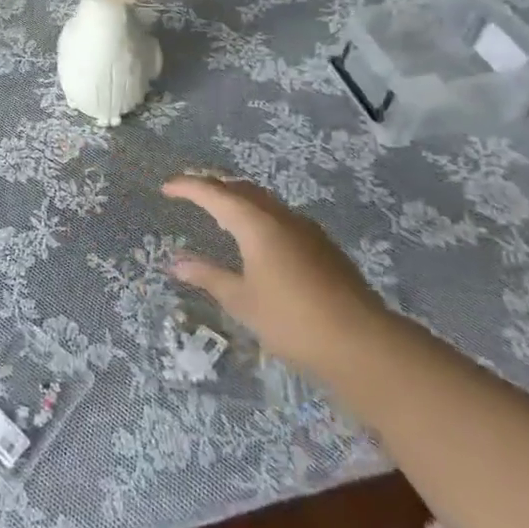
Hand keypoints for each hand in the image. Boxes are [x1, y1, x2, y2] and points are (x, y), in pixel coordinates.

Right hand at [163, 174, 387, 365]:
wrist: (362, 342)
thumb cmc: (292, 320)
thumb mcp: (241, 300)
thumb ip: (208, 276)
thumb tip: (175, 262)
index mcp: (256, 223)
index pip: (214, 193)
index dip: (188, 187)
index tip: (166, 188)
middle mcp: (280, 216)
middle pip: (241, 188)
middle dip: (214, 185)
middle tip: (190, 191)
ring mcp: (306, 229)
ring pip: (264, 200)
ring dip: (238, 198)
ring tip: (219, 210)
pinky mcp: (322, 245)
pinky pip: (280, 216)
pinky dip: (258, 214)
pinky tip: (257, 237)